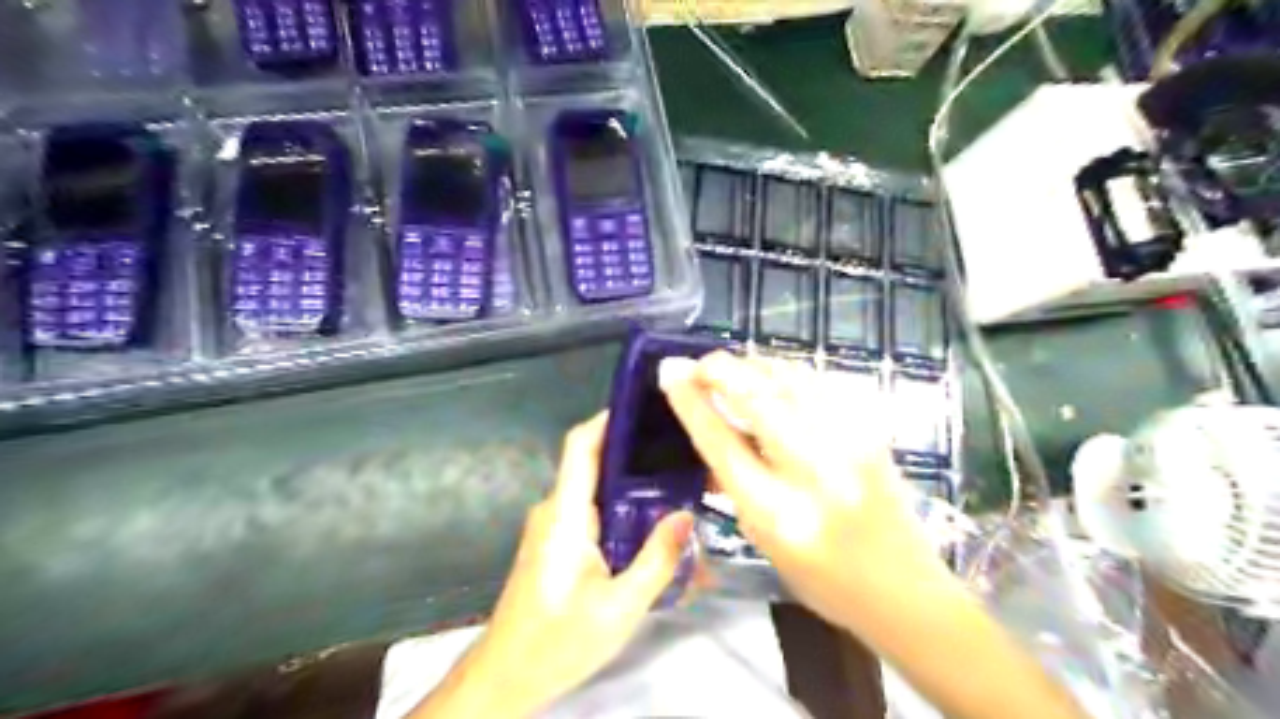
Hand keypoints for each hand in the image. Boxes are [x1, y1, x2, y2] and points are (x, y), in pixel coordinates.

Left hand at [415, 412, 695, 716]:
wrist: (506, 677)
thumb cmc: (558, 641)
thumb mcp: (619, 607)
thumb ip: (656, 559)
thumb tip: (686, 514)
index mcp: (565, 514)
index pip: (580, 445)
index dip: (608, 419)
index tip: (645, 406)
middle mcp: (555, 510)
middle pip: (592, 462)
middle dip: (634, 451)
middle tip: (680, 449)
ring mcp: (553, 527)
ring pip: (594, 489)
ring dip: (630, 483)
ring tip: (676, 481)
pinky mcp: (556, 544)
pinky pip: (591, 511)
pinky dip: (620, 507)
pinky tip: (650, 519)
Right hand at [660, 354, 947, 635]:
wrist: (905, 589)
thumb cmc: (823, 579)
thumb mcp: (762, 541)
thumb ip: (734, 484)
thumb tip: (710, 428)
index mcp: (777, 512)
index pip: (721, 442)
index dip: (690, 402)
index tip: (671, 374)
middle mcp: (812, 472)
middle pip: (756, 396)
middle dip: (718, 368)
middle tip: (698, 364)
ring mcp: (848, 445)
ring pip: (790, 378)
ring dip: (753, 365)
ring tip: (733, 369)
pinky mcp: (870, 431)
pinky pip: (819, 383)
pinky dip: (787, 373)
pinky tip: (773, 377)